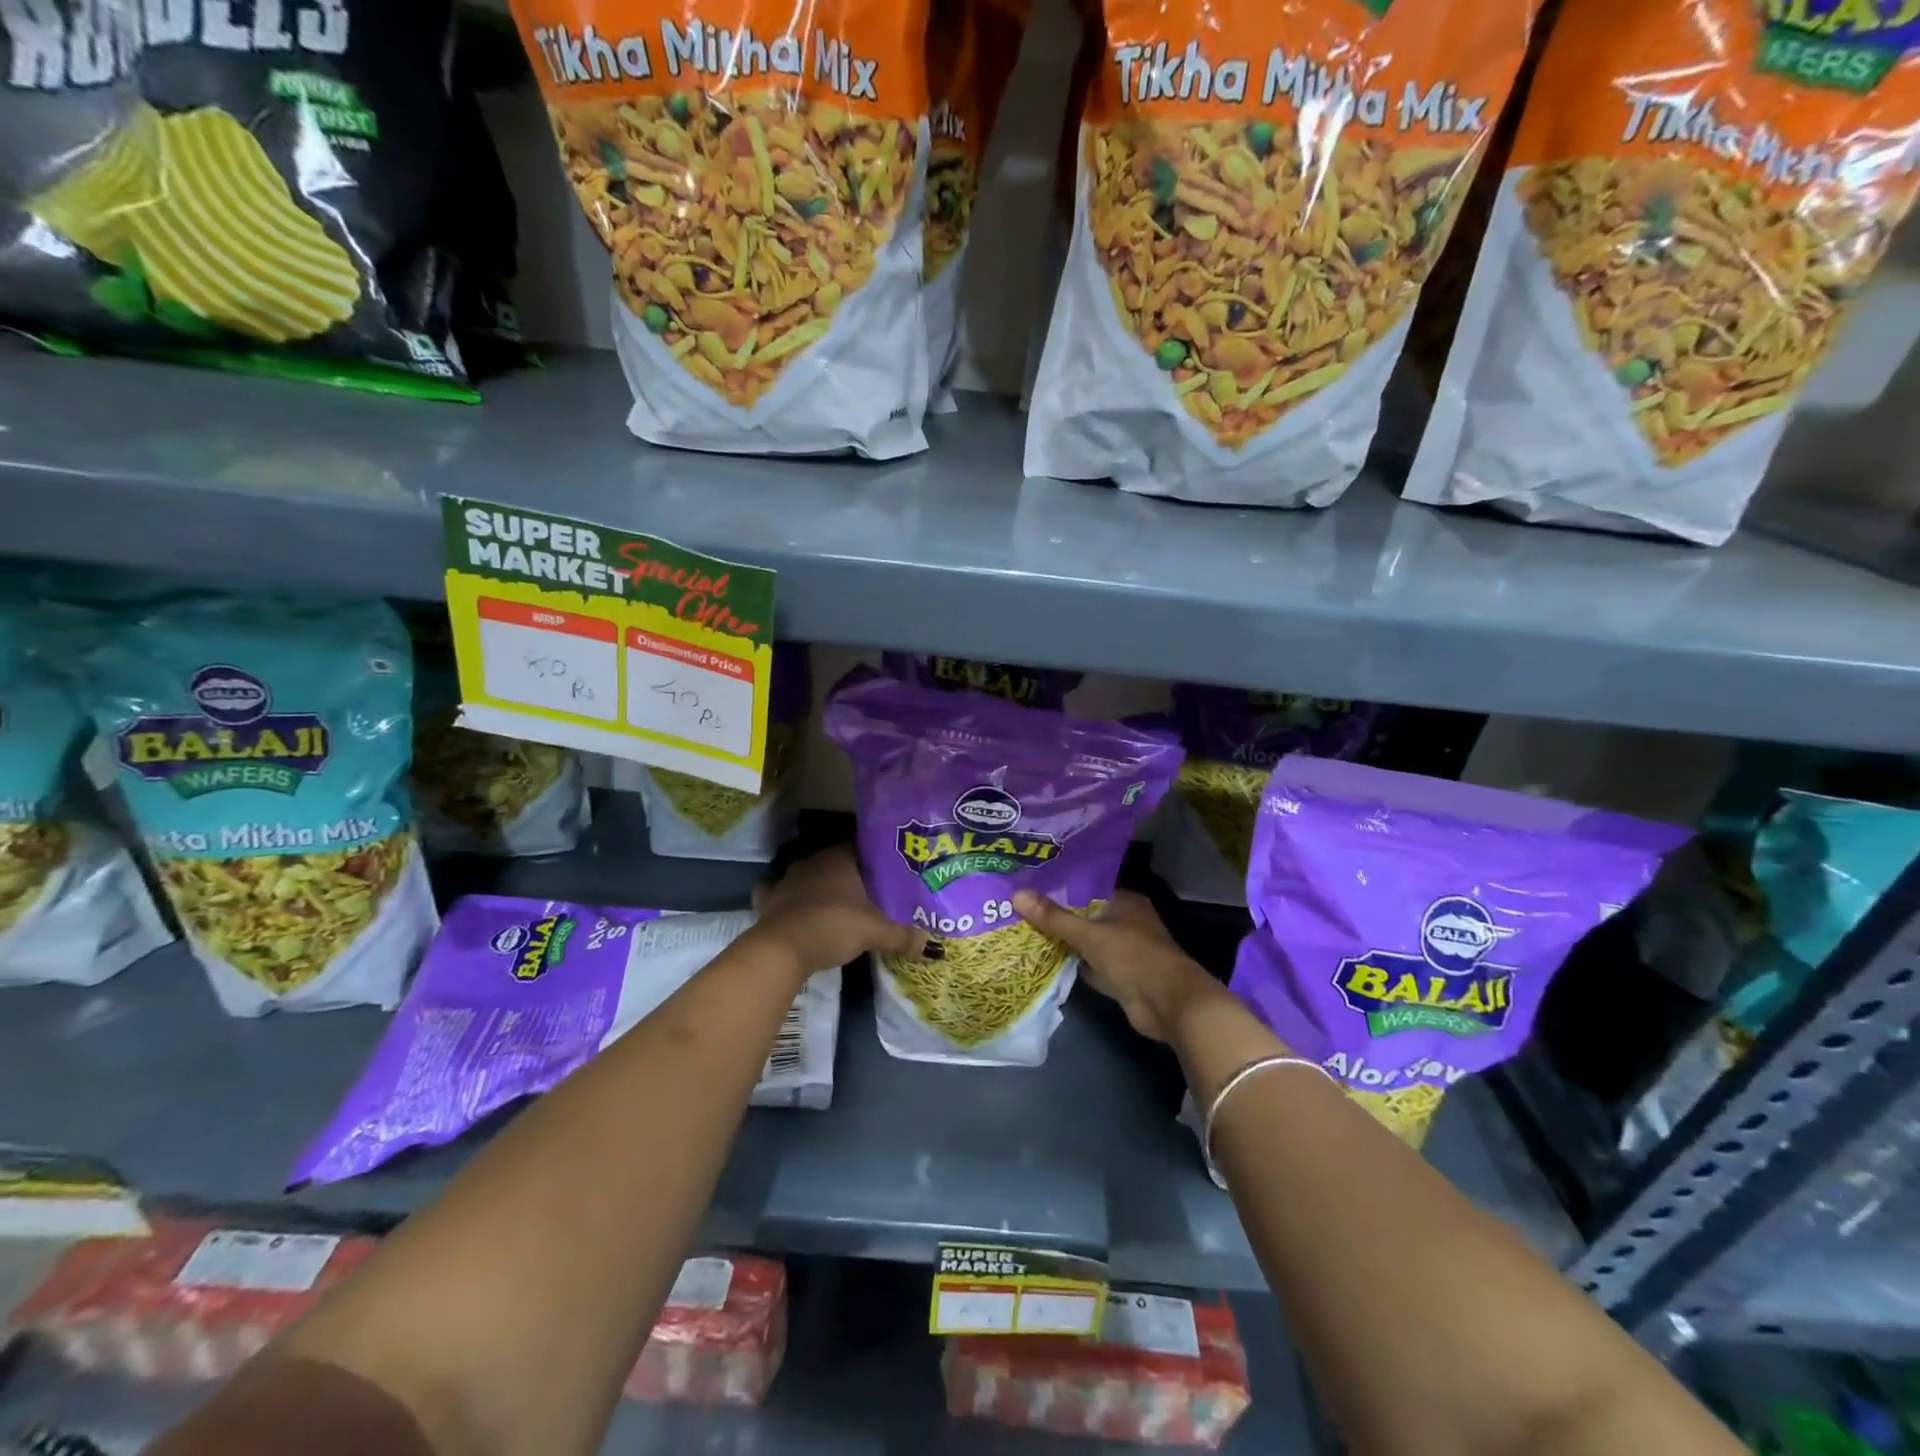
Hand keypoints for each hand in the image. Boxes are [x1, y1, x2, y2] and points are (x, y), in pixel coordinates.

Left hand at [752, 844, 927, 974]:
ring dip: (820, 884)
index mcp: (838, 857)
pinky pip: (781, 892)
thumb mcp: (875, 932)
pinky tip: (797, 907)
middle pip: (836, 859)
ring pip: (809, 874)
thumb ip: (902, 935)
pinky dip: (789, 898)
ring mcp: (787, 878)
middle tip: (870, 886)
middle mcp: (812, 860)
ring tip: (838, 899)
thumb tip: (928, 943)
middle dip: (851, 871)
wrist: (781, 950)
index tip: (890, 865)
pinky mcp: (769, 899)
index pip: (861, 843)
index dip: (876, 853)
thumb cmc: (832, 926)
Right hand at [1011, 889, 1218, 1042]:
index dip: (1060, 888)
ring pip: (1086, 942)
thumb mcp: (1089, 935)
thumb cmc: (1133, 957)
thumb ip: (1054, 918)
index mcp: (1125, 902)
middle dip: (1058, 916)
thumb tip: (1017, 894)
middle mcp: (1126, 922)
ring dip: (1064, 942)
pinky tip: (1045, 962)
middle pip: (1085, 915)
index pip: (1087, 888)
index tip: (1030, 886)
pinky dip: (1074, 965)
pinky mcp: (1120, 976)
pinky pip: (1090, 965)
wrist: (1168, 1004)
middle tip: (1020, 909)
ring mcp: (1124, 950)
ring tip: (1025, 932)